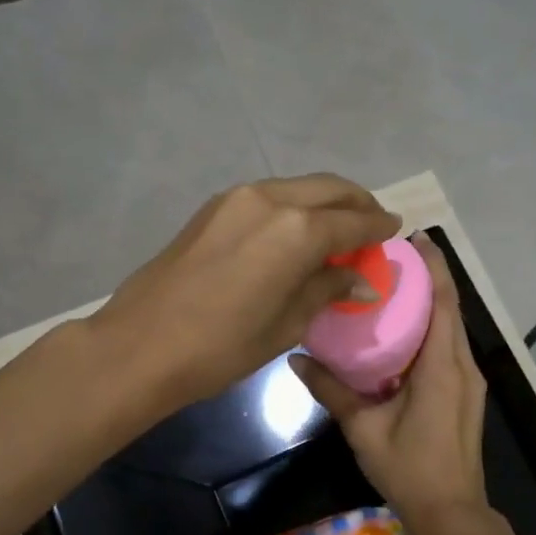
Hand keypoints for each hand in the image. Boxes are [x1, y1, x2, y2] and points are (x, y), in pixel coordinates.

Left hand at [94, 175, 400, 411]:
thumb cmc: (221, 346)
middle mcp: (270, 199)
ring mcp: (237, 198)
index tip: (395, 229)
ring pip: (296, 188)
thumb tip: (361, 279)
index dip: (378, 228)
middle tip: (373, 224)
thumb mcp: (285, 324)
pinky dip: (293, 207)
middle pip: (328, 189)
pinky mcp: (213, 208)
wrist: (140, 344)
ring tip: (338, 229)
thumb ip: (326, 289)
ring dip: (323, 202)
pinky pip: (268, 197)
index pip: (353, 222)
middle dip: (356, 204)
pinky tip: (296, 232)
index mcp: (297, 229)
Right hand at [289, 234, 488, 531]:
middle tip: (391, 256)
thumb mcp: (363, 428)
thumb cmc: (408, 468)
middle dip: (428, 278)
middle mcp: (463, 366)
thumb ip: (332, 390)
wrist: (452, 513)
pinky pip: (449, 348)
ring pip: (451, 328)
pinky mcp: (466, 394)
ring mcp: (469, 381)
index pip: (443, 302)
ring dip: (430, 303)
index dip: (433, 267)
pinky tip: (402, 331)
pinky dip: (431, 329)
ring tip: (393, 285)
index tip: (415, 237)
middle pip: (450, 309)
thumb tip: (296, 358)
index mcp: (442, 367)